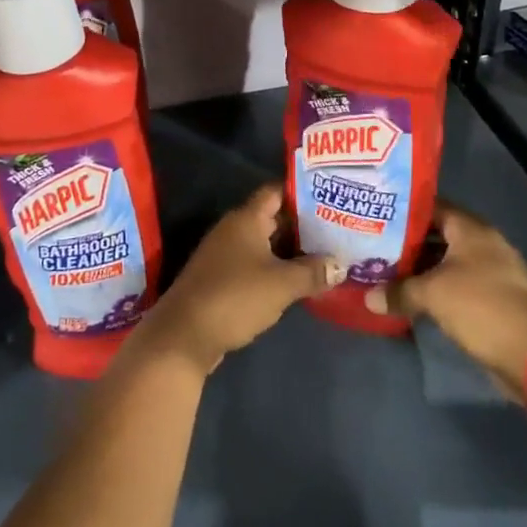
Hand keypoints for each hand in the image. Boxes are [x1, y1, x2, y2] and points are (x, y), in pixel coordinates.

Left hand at [129, 185, 343, 375]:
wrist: (185, 335)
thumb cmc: (235, 297)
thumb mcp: (281, 284)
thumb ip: (313, 271)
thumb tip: (341, 264)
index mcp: (245, 219)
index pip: (276, 192)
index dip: (302, 191)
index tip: (331, 195)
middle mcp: (234, 230)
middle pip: (273, 218)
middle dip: (304, 224)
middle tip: (339, 228)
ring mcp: (226, 255)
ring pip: (266, 244)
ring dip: (292, 250)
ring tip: (328, 254)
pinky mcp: (223, 279)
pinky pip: (257, 265)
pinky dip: (278, 270)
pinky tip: (301, 281)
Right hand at [364, 202, 526, 396]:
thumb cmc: (480, 307)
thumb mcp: (431, 295)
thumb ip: (397, 291)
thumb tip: (368, 298)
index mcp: (472, 230)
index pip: (434, 206)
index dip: (405, 209)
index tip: (378, 214)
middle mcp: (484, 244)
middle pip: (440, 234)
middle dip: (409, 241)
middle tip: (375, 244)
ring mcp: (492, 271)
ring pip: (448, 261)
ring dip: (421, 267)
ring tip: (386, 270)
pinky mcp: (494, 298)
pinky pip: (457, 283)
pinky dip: (436, 287)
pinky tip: (412, 296)